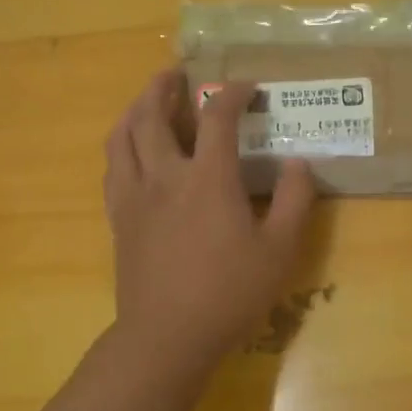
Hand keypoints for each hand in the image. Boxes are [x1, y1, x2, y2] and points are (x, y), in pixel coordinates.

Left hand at [105, 70, 316, 367]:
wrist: (168, 335)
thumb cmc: (230, 293)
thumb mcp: (279, 250)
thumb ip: (295, 201)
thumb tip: (299, 163)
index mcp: (208, 179)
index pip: (217, 117)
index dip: (233, 94)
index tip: (247, 87)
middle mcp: (165, 176)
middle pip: (152, 114)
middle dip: (164, 87)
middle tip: (177, 74)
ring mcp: (135, 196)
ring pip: (122, 136)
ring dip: (135, 109)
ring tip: (147, 100)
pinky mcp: (119, 218)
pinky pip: (112, 167)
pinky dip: (121, 145)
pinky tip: (131, 150)